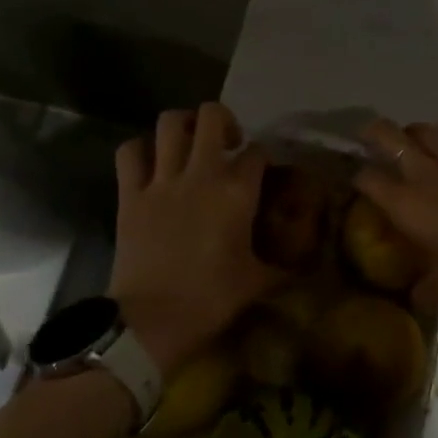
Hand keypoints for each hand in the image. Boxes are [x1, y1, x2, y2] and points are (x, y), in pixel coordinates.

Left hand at [109, 104, 279, 372]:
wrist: (152, 322)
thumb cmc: (210, 300)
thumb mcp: (257, 281)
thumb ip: (283, 264)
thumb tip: (307, 265)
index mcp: (237, 191)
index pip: (257, 152)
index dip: (261, 157)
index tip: (261, 172)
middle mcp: (201, 173)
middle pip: (212, 116)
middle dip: (224, 121)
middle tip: (227, 143)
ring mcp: (162, 180)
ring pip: (170, 122)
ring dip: (183, 125)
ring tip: (190, 142)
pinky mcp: (130, 193)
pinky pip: (130, 151)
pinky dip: (139, 148)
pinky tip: (151, 161)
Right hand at [353, 120, 437, 323]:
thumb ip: (425, 288)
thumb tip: (415, 295)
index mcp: (408, 205)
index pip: (368, 177)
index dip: (357, 176)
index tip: (357, 181)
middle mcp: (427, 175)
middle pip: (388, 136)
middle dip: (372, 133)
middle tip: (369, 140)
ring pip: (425, 130)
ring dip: (412, 134)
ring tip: (413, 147)